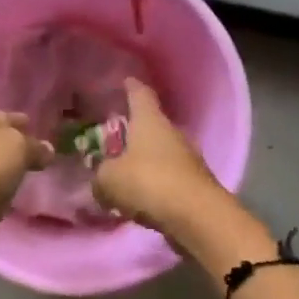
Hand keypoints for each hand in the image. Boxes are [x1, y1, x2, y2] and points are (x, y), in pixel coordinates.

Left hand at [0, 111, 53, 268]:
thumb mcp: (15, 146)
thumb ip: (34, 146)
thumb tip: (47, 149)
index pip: (4, 117)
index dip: (22, 121)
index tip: (43, 127)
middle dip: (19, 148)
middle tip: (47, 154)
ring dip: (12, 173)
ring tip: (38, 175)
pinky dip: (5, 195)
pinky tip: (21, 196)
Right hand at [93, 79, 223, 231]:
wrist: (198, 217)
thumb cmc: (149, 183)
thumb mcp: (109, 180)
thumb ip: (100, 176)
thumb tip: (101, 180)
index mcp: (150, 120)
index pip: (140, 93)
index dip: (130, 86)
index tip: (124, 81)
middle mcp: (172, 132)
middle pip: (151, 124)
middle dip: (134, 129)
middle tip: (113, 136)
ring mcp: (188, 158)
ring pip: (161, 152)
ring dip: (145, 159)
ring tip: (123, 171)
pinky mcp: (195, 183)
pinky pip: (169, 177)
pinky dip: (155, 182)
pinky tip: (140, 196)